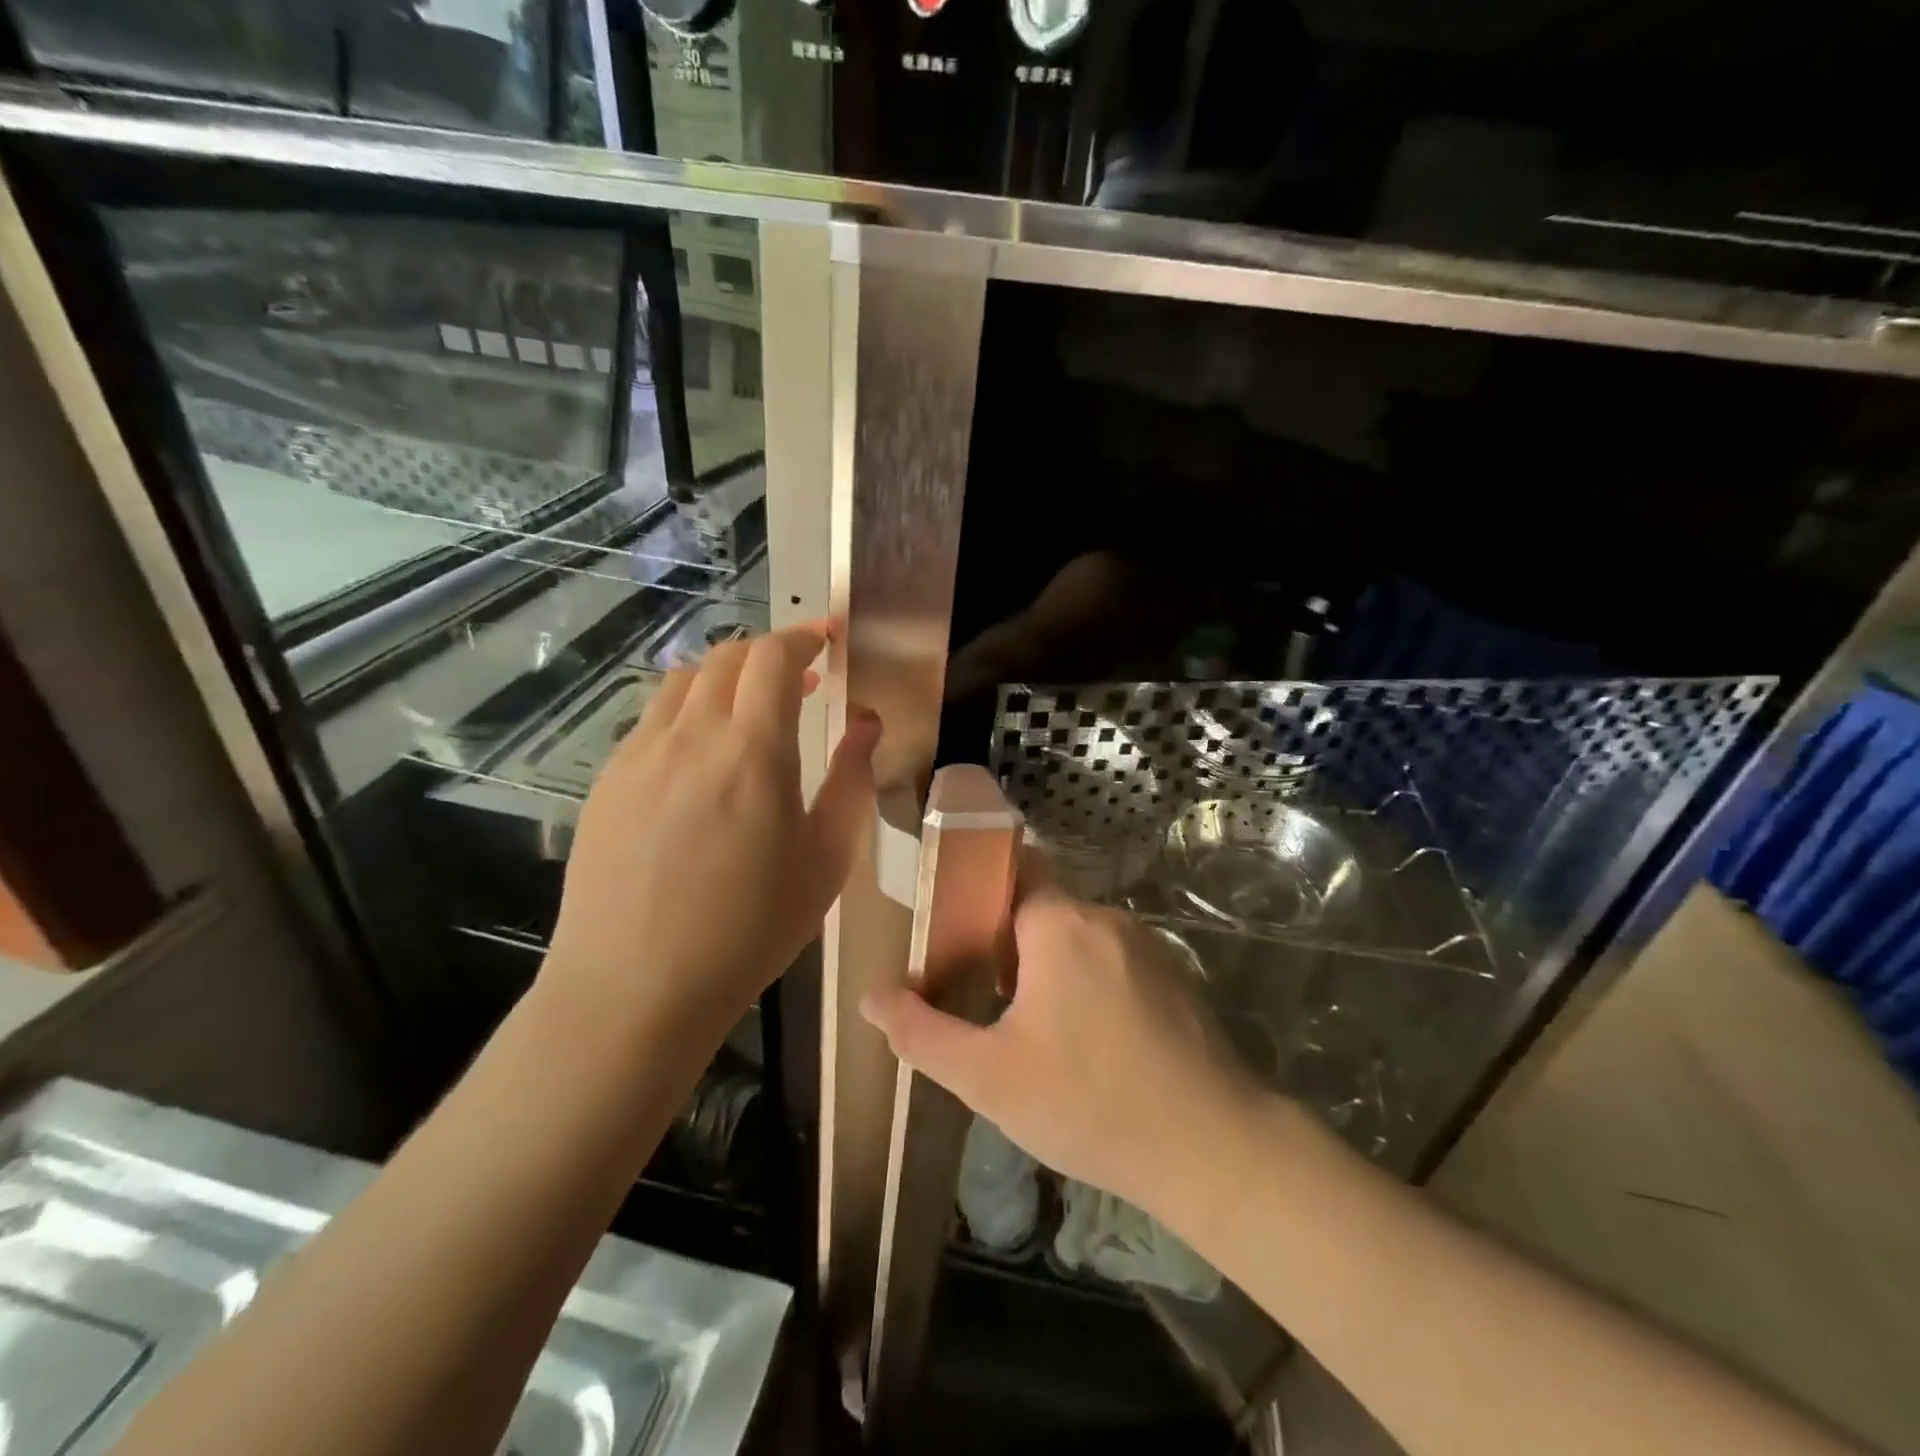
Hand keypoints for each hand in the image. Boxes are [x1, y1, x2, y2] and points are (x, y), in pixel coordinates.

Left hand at [542, 622, 879, 1049]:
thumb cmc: (750, 928)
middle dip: (769, 652)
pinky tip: (701, 760)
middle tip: (801, 679)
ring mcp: (638, 755)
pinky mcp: (606, 782)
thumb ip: (852, 779)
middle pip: (726, 657)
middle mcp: (690, 735)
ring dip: (725, 677)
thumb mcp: (826, 859)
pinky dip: (688, 712)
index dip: (804, 637)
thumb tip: (865, 722)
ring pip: (682, 682)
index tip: (827, 638)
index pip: (774, 658)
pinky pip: (652, 721)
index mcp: (752, 750)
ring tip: (750, 711)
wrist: (634, 988)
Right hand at [861, 857, 1260, 1219]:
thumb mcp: (989, 1077)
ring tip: (1026, 1023)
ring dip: (1047, 963)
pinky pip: (1112, 960)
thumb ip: (921, 1033)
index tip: (950, 929)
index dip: (977, 890)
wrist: (1214, 1149)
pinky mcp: (1174, 977)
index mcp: (1059, 923)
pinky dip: (1087, 980)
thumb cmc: (1089, 1103)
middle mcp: (1106, 918)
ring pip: (1078, 936)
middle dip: (1006, 938)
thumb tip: (871, 997)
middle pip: (1041, 904)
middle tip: (979, 991)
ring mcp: (1147, 946)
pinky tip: (1084, 1041)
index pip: (1011, 867)